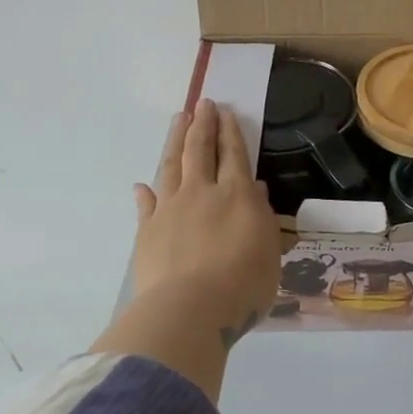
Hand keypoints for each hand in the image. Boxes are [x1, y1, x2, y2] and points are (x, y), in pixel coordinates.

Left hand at [131, 99, 280, 351]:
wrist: (190, 310)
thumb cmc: (243, 285)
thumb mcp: (269, 252)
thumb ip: (262, 218)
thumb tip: (256, 190)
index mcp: (237, 196)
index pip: (234, 154)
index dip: (229, 131)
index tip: (225, 111)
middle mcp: (202, 193)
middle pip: (200, 151)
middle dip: (202, 124)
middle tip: (202, 104)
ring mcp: (170, 210)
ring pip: (172, 166)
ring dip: (175, 142)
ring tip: (178, 122)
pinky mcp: (147, 231)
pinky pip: (146, 205)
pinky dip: (146, 192)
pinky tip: (143, 185)